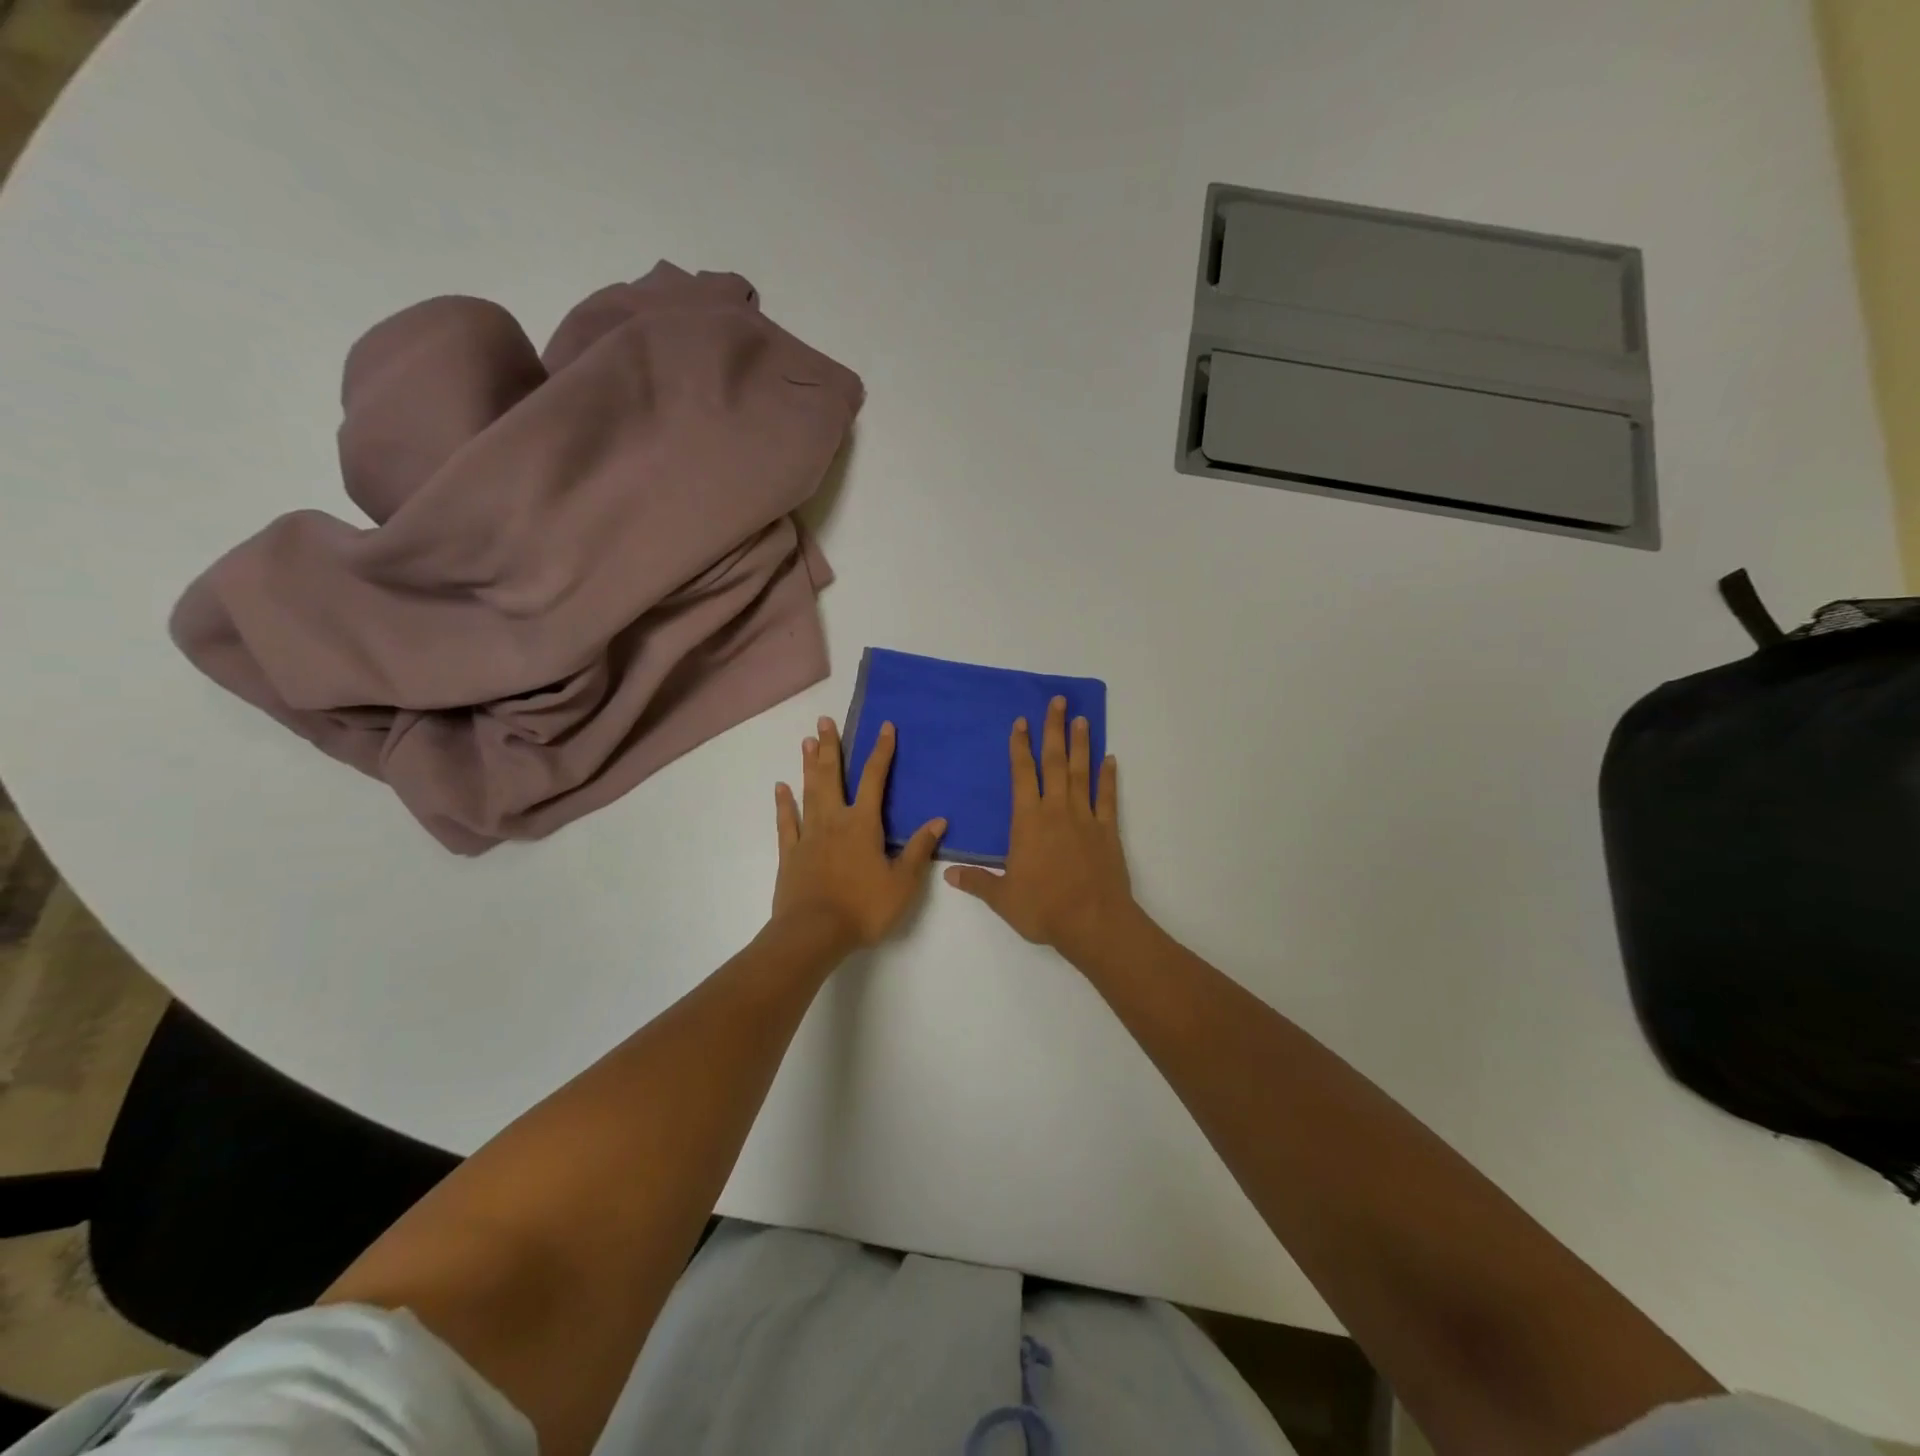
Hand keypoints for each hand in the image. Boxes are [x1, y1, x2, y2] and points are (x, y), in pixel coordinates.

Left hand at [772, 715, 945, 953]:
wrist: (813, 934)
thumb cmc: (863, 908)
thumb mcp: (903, 883)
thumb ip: (919, 850)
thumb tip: (939, 820)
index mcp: (863, 824)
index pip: (875, 779)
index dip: (881, 751)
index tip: (885, 726)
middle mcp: (834, 821)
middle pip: (832, 776)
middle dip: (831, 747)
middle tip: (824, 721)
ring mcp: (808, 836)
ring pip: (809, 792)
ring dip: (809, 766)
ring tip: (807, 742)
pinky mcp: (790, 854)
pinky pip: (786, 823)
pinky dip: (784, 804)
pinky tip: (780, 788)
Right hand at [945, 696, 1133, 963]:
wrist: (1093, 922)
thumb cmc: (1043, 907)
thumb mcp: (1003, 898)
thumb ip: (976, 881)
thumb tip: (947, 874)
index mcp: (1028, 820)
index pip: (1022, 774)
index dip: (1020, 747)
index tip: (1021, 722)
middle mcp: (1056, 810)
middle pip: (1054, 762)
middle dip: (1054, 730)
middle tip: (1058, 702)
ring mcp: (1085, 818)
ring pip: (1082, 772)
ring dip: (1081, 745)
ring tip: (1081, 719)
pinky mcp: (1107, 831)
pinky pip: (1107, 798)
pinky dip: (1108, 778)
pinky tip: (1110, 760)